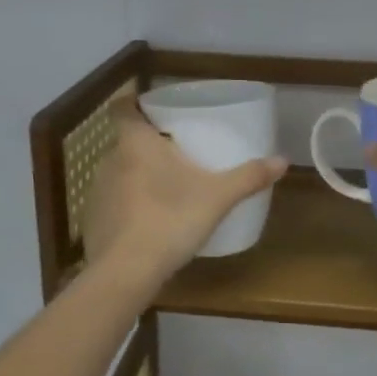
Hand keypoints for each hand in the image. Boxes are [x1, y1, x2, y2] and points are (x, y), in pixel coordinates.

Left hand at [84, 99, 287, 283]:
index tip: (154, 110)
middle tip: (177, 153)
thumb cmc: (170, 219)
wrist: (125, 273)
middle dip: (148, 144)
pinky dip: (129, 205)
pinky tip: (149, 222)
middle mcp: (110, 159)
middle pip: (126, 141)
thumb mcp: (217, 197)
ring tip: (166, 188)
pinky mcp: (93, 220)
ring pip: (120, 171)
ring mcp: (97, 191)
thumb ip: (249, 176)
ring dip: (138, 175)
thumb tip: (283, 160)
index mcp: (136, 143)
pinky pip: (113, 202)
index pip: (122, 108)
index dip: (134, 103)